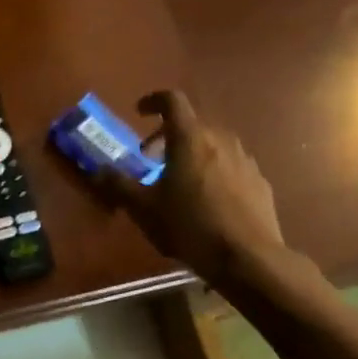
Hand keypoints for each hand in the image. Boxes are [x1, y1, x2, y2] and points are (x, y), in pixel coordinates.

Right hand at [97, 90, 285, 284]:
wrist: (248, 258)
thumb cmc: (189, 226)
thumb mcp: (144, 209)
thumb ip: (119, 185)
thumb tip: (98, 170)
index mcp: (190, 138)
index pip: (172, 100)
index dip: (153, 100)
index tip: (139, 112)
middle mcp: (221, 140)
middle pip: (192, 125)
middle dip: (167, 136)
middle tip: (151, 160)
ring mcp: (245, 160)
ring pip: (214, 145)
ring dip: (193, 155)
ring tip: (180, 182)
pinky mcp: (260, 182)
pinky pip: (231, 167)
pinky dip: (215, 173)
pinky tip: (208, 202)